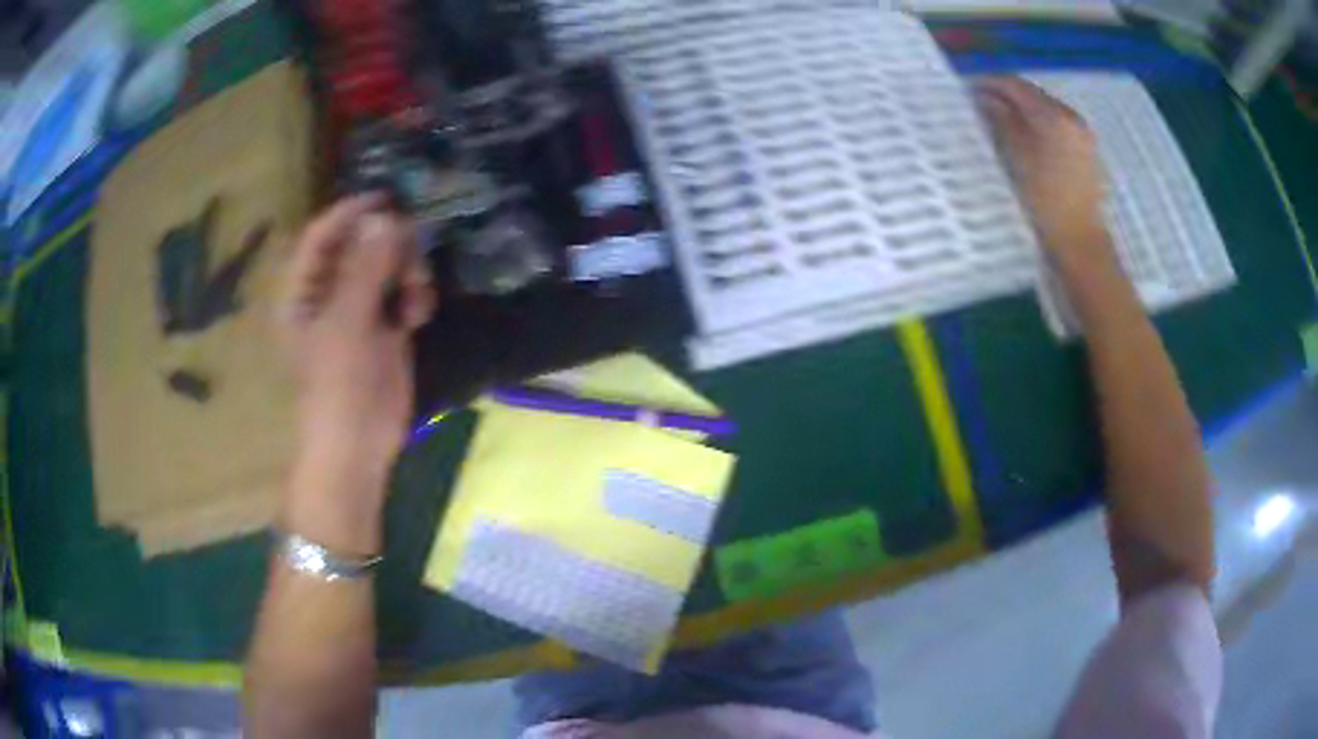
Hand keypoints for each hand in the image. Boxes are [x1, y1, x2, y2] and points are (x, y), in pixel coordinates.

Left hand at [280, 195, 435, 496]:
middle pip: (360, 245)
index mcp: (304, 291)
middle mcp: (329, 293)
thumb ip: (366, 268)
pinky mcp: (384, 328)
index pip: (321, 235)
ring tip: (416, 297)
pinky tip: (419, 315)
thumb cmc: (338, 388)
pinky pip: (403, 292)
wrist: (359, 448)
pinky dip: (415, 295)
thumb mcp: (348, 323)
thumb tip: (387, 218)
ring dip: (408, 272)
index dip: (350, 213)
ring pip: (387, 266)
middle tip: (413, 252)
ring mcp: (358, 310)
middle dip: (389, 245)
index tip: (387, 198)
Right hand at [976, 77, 1109, 263]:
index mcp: (1054, 116)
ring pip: (1045, 108)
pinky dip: (1038, 123)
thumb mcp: (1016, 158)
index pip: (1016, 86)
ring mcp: (1082, 133)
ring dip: (1021, 109)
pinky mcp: (1086, 149)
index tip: (968, 88)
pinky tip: (1025, 135)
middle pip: (1032, 94)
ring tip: (1000, 119)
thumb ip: (1000, 122)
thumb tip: (984, 98)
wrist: (1080, 241)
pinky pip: (1056, 124)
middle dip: (1006, 95)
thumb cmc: (1045, 202)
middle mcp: (1071, 117)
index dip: (990, 83)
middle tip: (981, 103)